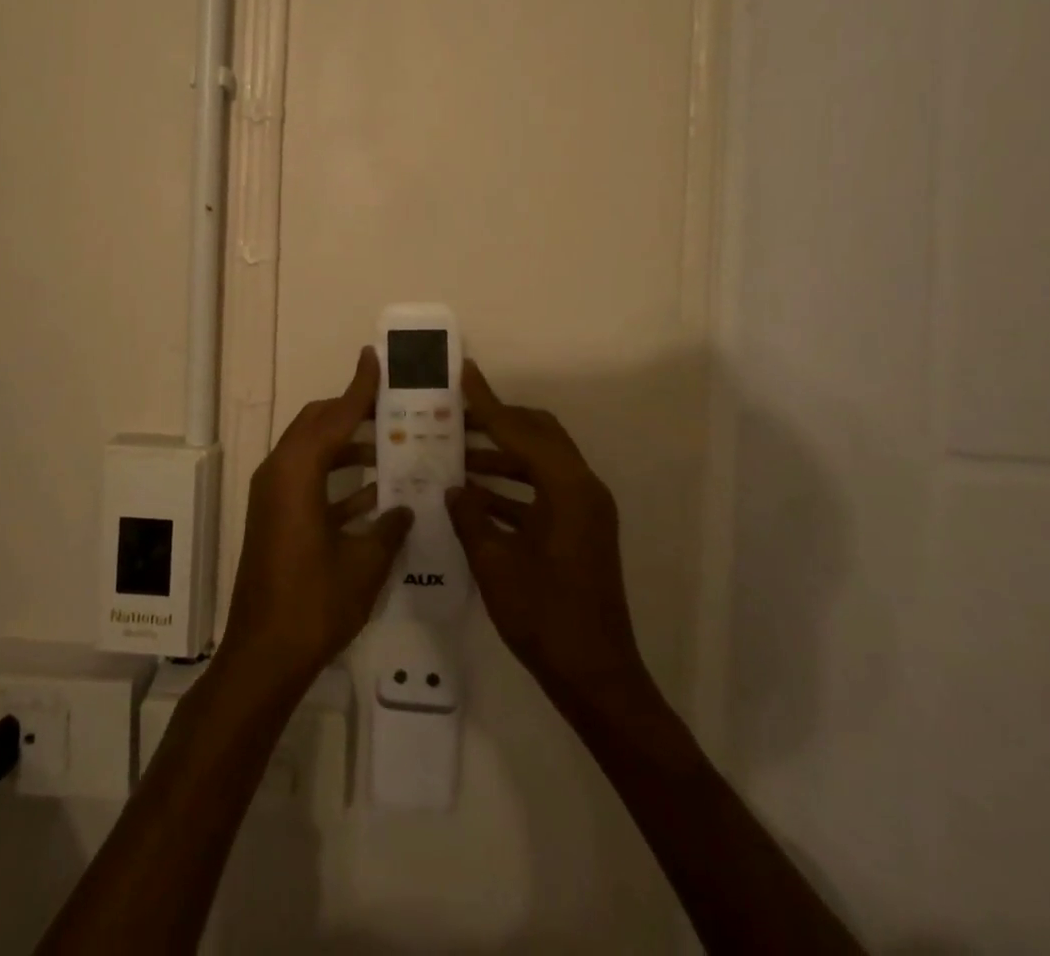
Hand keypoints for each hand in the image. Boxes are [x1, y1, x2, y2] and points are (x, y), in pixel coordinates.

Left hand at [219, 348, 413, 697]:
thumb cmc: (314, 604)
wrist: (262, 657)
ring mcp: (273, 497)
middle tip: (391, 405)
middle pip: (317, 425)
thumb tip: (404, 508)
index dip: (359, 388)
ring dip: (348, 446)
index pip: (334, 417)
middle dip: (352, 412)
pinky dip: (338, 479)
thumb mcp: (363, 564)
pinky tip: (375, 494)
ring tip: (392, 446)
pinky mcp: (274, 518)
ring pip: (313, 452)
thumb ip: (388, 528)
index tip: (375, 359)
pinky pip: (308, 481)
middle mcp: (278, 474)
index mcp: (296, 473)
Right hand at [447, 360, 649, 713]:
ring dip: (500, 456)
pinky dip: (510, 487)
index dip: (487, 402)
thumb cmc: (545, 618)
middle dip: (497, 421)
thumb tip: (453, 488)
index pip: (520, 430)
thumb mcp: (495, 564)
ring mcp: (583, 509)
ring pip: (539, 462)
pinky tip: (473, 495)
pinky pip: (541, 490)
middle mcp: (582, 488)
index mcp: (568, 488)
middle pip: (538, 434)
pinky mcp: (579, 530)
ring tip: (455, 453)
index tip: (464, 373)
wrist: (595, 677)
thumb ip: (471, 517)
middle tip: (457, 415)